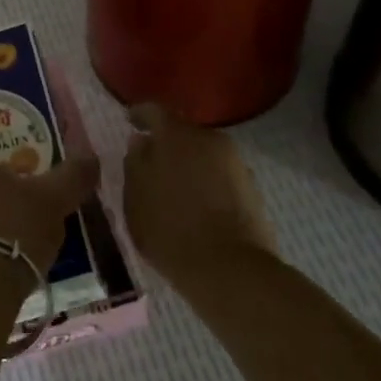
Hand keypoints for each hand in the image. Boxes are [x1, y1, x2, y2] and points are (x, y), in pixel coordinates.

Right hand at [123, 104, 277, 286]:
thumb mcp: (135, 199)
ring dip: (188, 163)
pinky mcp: (251, 187)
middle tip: (150, 162)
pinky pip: (220, 174)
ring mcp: (235, 163)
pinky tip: (197, 204)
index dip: (139, 115)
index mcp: (176, 135)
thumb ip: (135, 164)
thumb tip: (140, 142)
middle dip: (165, 143)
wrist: (230, 270)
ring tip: (173, 187)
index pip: (154, 111)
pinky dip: (206, 181)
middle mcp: (209, 139)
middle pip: (182, 132)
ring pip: (203, 154)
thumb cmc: (170, 230)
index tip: (128, 122)